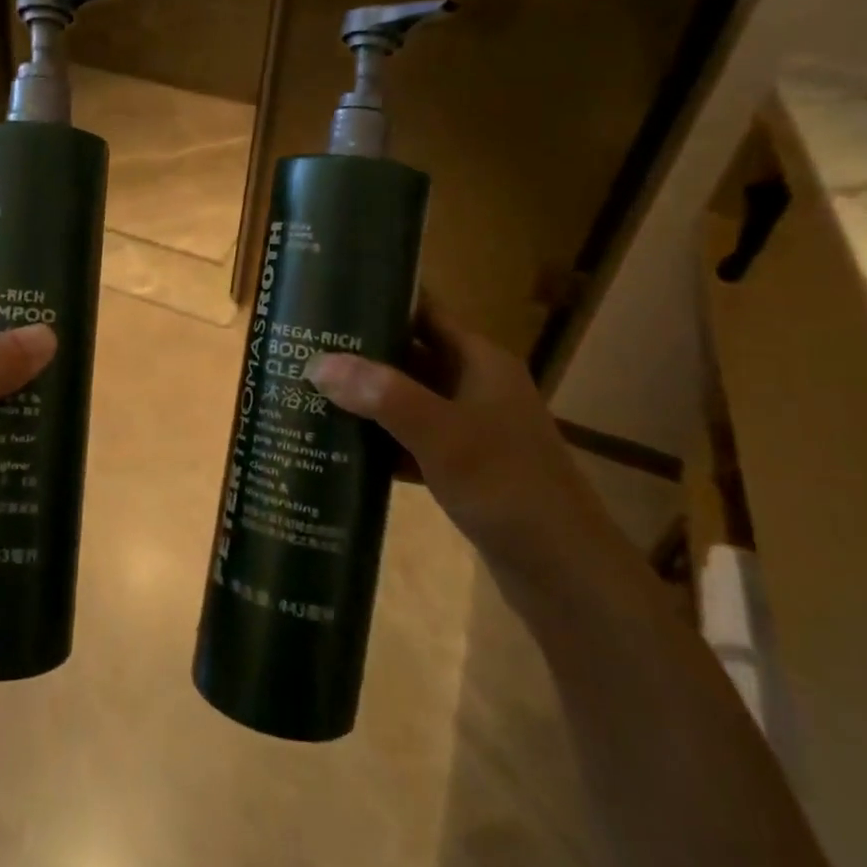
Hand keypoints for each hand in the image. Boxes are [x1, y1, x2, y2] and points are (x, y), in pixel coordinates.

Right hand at [304, 300, 612, 577]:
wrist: (563, 571)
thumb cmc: (507, 486)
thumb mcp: (442, 434)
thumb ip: (382, 395)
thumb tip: (317, 362)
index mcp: (479, 361)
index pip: (425, 310)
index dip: (382, 298)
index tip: (329, 294)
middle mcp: (475, 385)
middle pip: (409, 354)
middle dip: (360, 352)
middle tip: (303, 346)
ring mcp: (469, 427)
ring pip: (406, 399)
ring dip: (365, 398)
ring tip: (308, 391)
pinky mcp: (462, 466)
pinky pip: (410, 439)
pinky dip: (379, 440)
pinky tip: (338, 447)